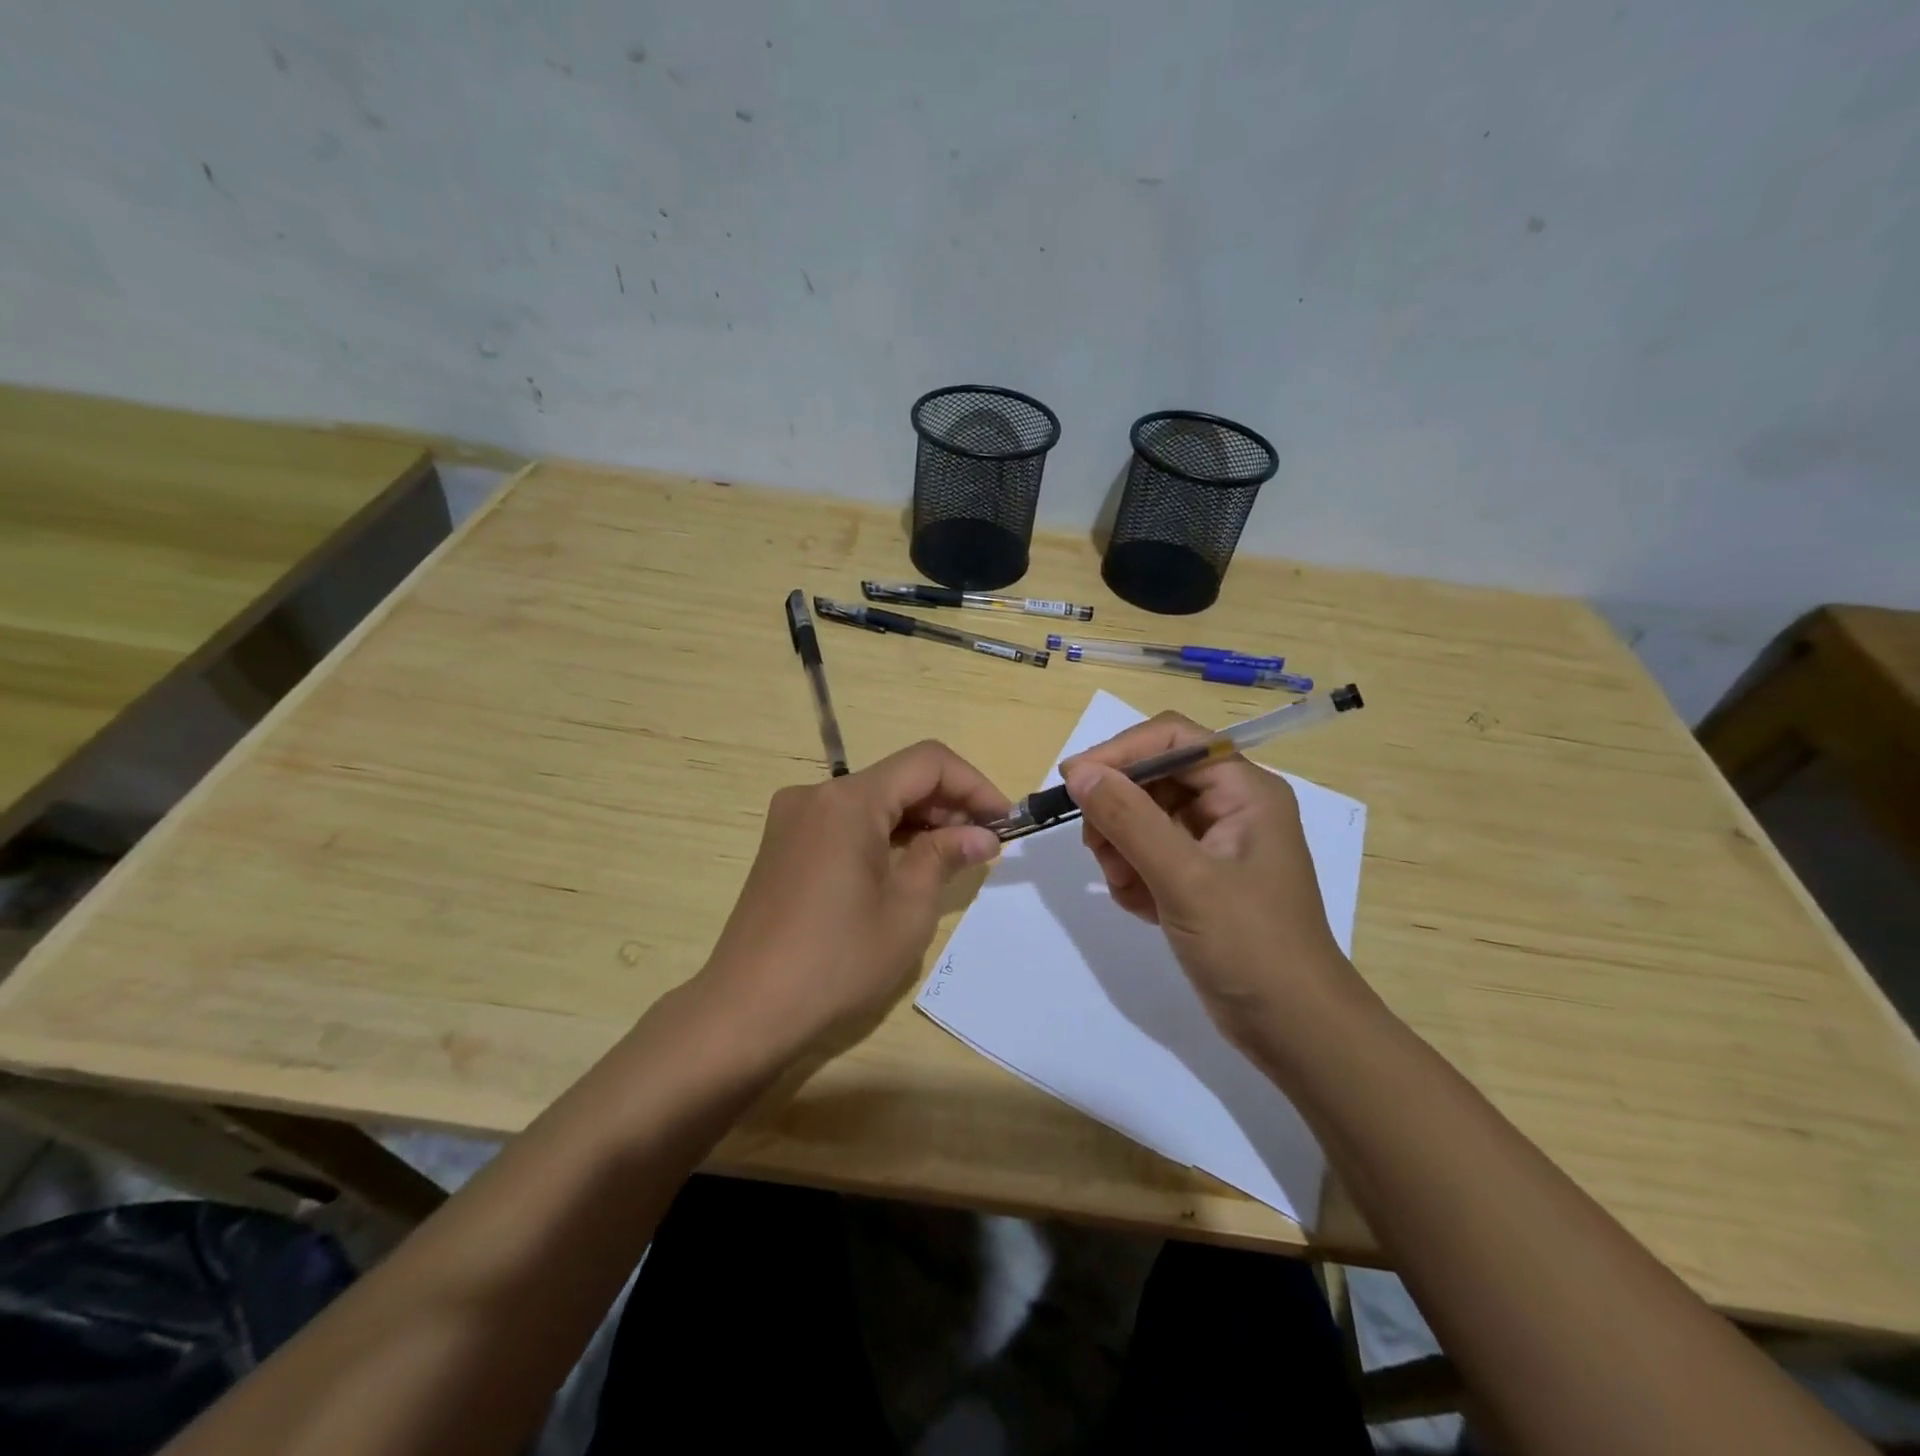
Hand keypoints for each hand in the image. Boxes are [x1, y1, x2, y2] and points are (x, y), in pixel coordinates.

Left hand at [693, 741, 1008, 1063]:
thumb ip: (945, 856)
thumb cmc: (836, 961)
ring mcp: (794, 819)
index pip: (927, 762)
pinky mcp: (785, 844)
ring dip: (918, 820)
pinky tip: (907, 866)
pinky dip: (884, 835)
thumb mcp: (907, 909)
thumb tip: (982, 835)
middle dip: (947, 803)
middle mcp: (817, 795)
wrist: (746, 1010)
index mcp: (848, 801)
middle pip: (898, 778)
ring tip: (953, 857)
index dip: (973, 784)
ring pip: (872, 800)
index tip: (1003, 821)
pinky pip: (846, 823)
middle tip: (984, 844)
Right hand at [1061, 713, 1358, 1048]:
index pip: (1172, 739)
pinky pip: (1150, 855)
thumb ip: (1129, 819)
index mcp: (1244, 790)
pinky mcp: (1201, 879)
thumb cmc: (1250, 945)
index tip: (1073, 779)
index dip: (1120, 752)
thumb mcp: (1185, 878)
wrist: (1294, 1030)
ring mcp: (1215, 845)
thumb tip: (1079, 771)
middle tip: (1095, 848)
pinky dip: (1134, 876)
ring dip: (1122, 848)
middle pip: (1153, 778)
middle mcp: (1231, 807)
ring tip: (1123, 887)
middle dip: (1117, 810)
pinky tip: (1140, 908)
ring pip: (1145, 818)